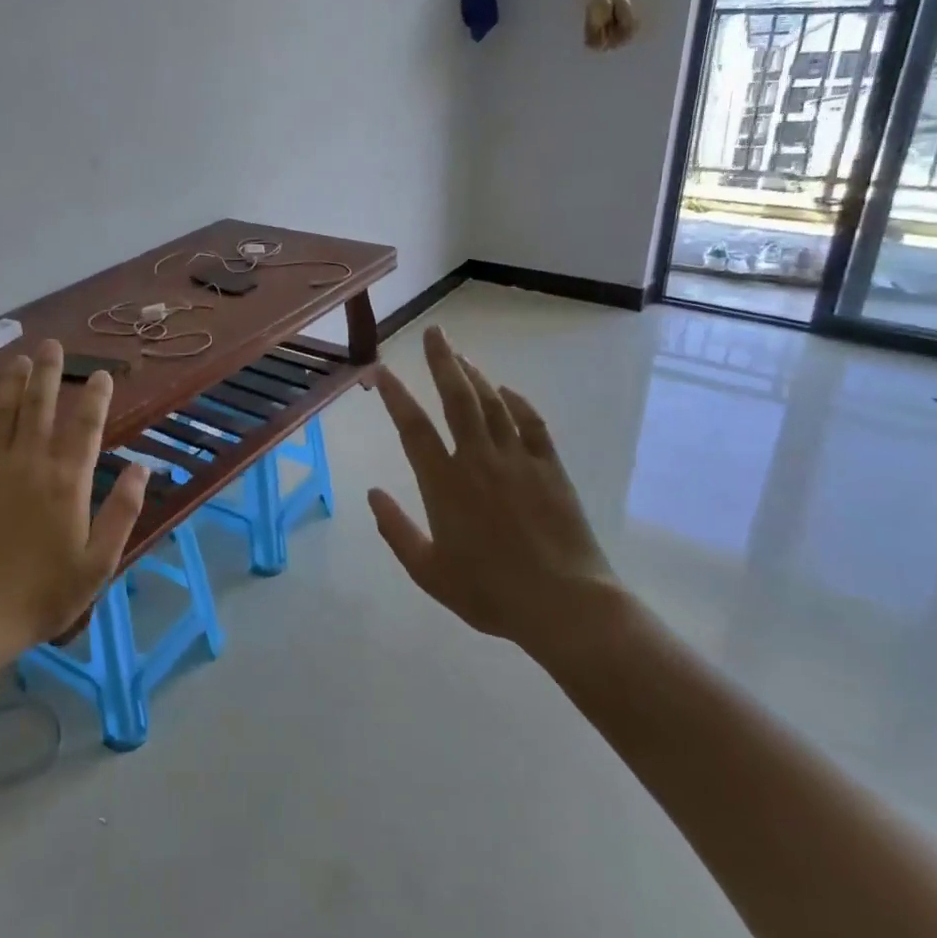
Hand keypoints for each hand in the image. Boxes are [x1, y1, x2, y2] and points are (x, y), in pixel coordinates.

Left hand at [0, 340, 150, 656]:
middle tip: (52, 345)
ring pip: (0, 412)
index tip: (101, 374)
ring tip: (18, 360)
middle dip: (49, 372)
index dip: (95, 396)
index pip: (86, 425)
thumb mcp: (98, 563)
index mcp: (66, 480)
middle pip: (39, 405)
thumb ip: (123, 512)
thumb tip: (142, 468)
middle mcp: (28, 462)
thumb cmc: (42, 594)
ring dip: (10, 383)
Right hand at [367, 326, 619, 673]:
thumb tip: (372, 493)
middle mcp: (478, 460)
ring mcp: (518, 460)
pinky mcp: (550, 468)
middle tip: (434, 332)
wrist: (564, 605)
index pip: (413, 428)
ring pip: (492, 404)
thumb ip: (396, 530)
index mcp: (444, 484)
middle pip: (457, 398)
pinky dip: (517, 402)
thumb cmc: (489, 592)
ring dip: (474, 375)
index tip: (381, 371)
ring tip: (460, 354)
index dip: (395, 396)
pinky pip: (532, 424)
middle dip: (442, 362)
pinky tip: (506, 390)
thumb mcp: (428, 572)